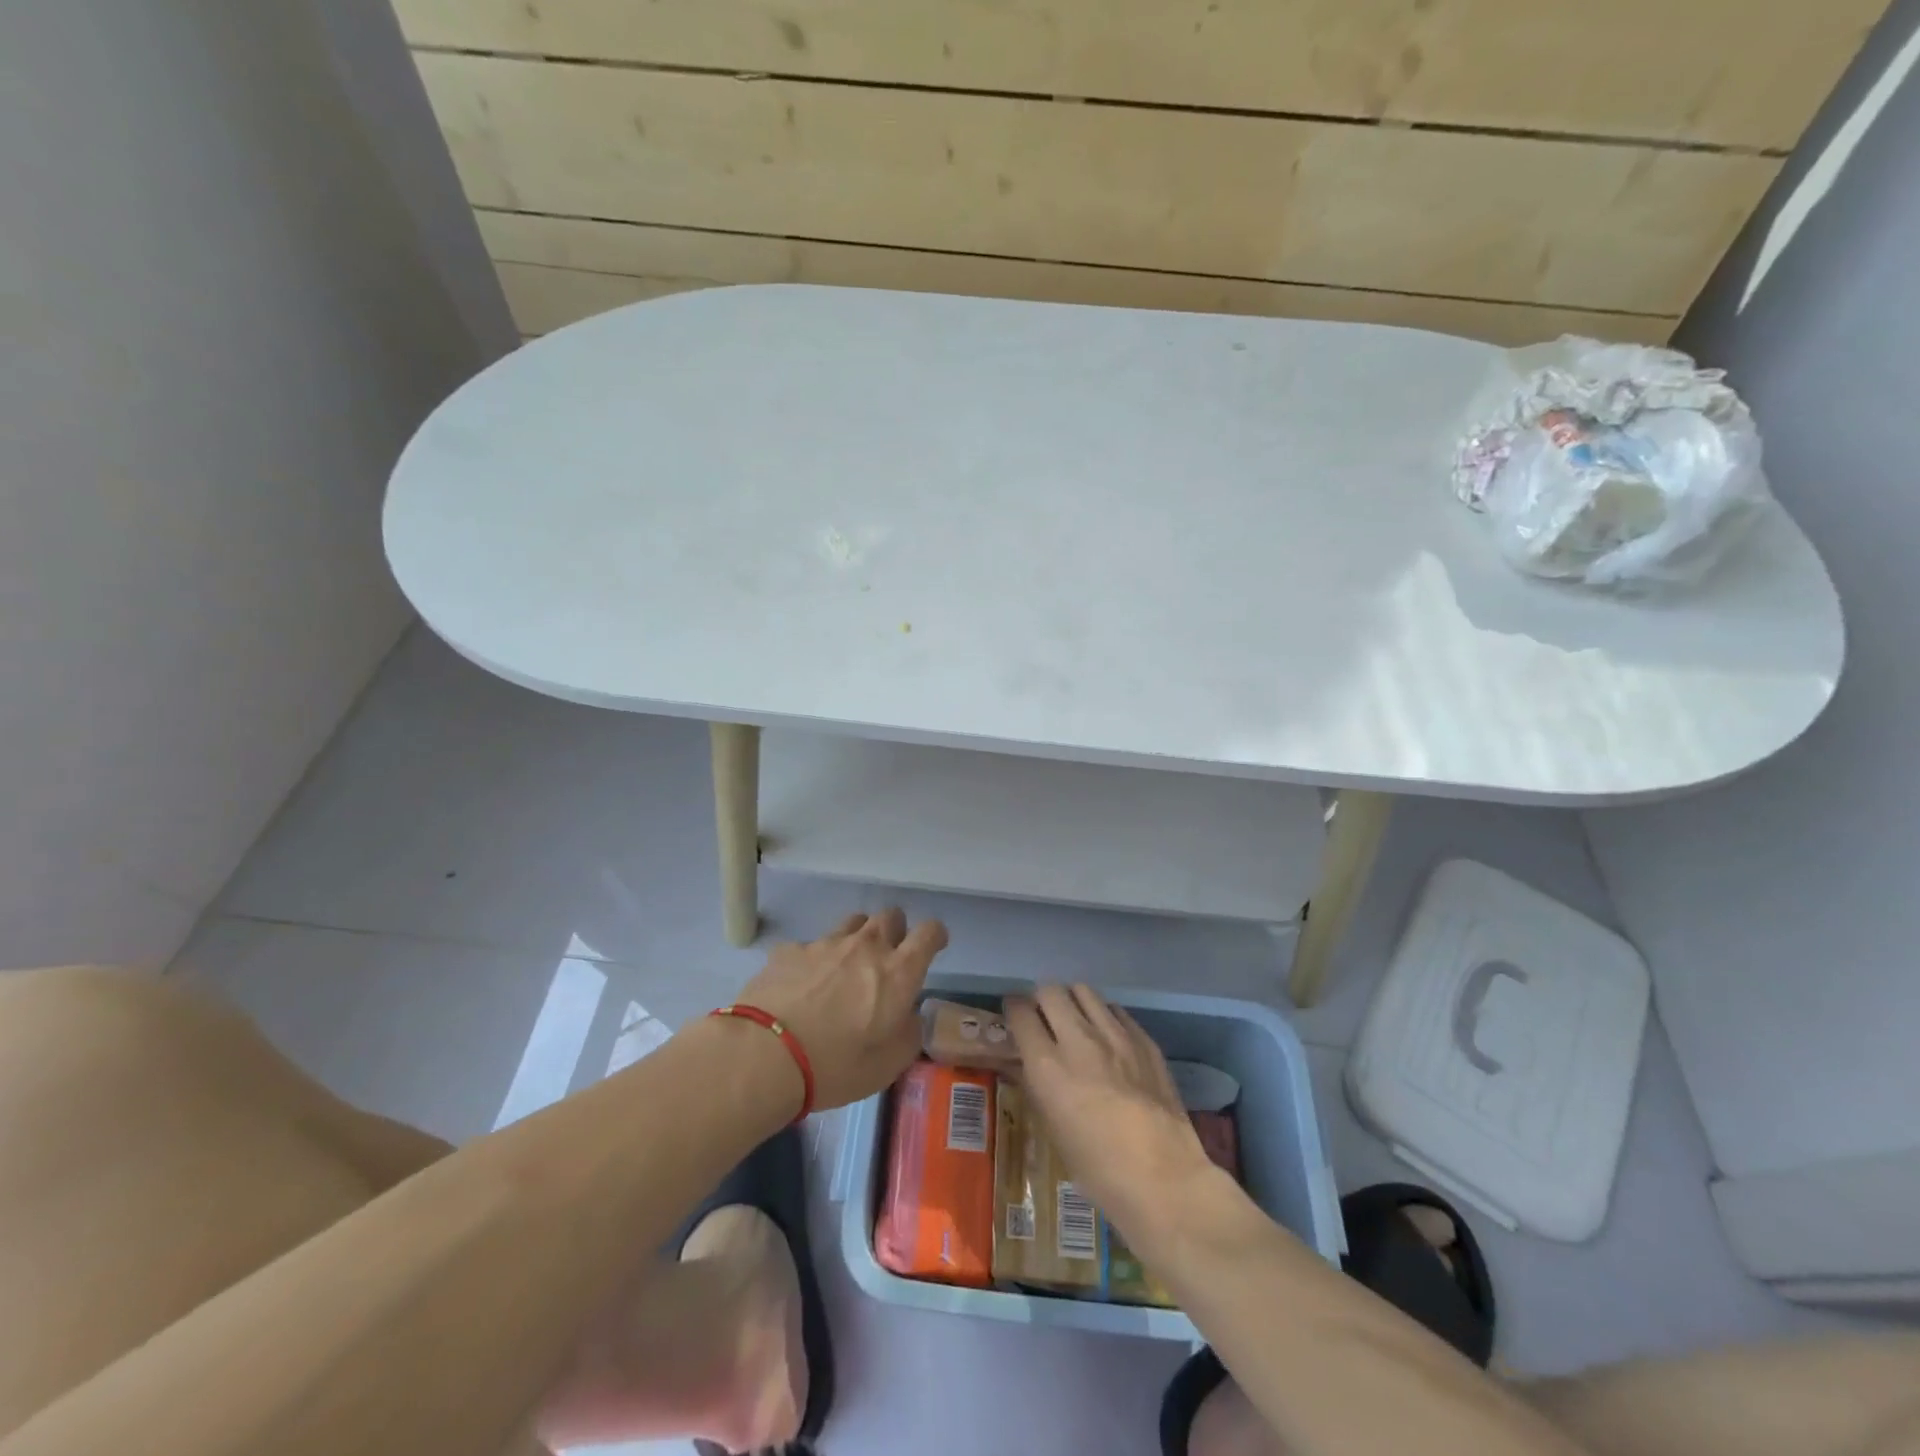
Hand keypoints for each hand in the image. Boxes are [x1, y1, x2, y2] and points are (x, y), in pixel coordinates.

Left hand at [736, 909, 947, 1110]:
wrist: (763, 1056)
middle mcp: (866, 947)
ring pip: (852, 922)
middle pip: (890, 916)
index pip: (929, 933)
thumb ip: (907, 1034)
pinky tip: (803, 984)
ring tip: (846, 966)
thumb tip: (907, 1016)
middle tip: (887, 958)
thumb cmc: (835, 1067)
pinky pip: (812, 944)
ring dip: (857, 938)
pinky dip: (815, 959)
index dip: (935, 935)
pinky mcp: (790, 949)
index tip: (933, 945)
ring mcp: (825, 943)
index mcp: (898, 972)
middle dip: (895, 930)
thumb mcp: (887, 1066)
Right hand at [1006, 985, 1210, 1221]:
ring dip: (1073, 1001)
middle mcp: (1078, 1039)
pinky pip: (1115, 1010)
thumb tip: (1024, 1064)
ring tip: (1076, 1020)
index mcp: (1048, 1065)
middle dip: (1041, 1000)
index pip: (1020, 1013)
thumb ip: (1036, 1087)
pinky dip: (1104, 1016)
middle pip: (1050, 991)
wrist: (1164, 1180)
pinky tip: (1108, 1037)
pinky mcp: (1144, 1039)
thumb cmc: (1098, 1170)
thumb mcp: (1053, 1131)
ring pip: (1084, 991)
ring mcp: (1115, 1035)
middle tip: (1044, 1018)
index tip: (1015, 1018)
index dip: (1013, 1011)